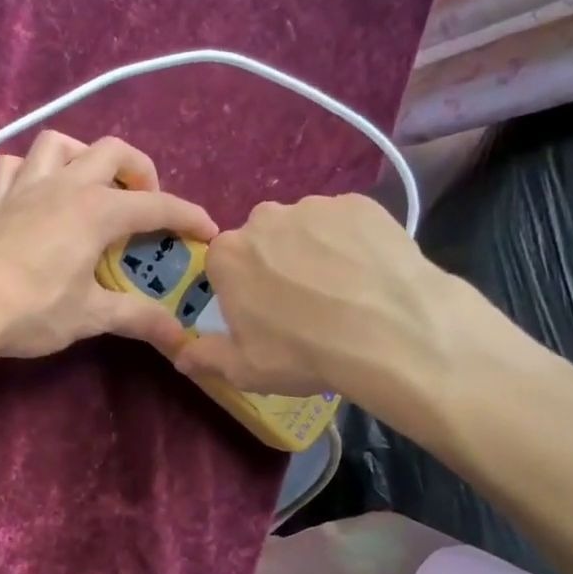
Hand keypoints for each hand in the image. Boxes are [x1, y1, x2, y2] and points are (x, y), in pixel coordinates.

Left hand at [0, 131, 217, 360]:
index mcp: (96, 211)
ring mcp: (24, 188)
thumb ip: (136, 319)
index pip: (155, 205)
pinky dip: (29, 171)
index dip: (187, 215)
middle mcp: (64, 186)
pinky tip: (35, 193)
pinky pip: (12, 167)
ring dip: (82, 156)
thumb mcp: (89, 316)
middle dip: (139, 170)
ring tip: (91, 186)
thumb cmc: (31, 308)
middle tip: (145, 202)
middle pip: (112, 152)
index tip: (208, 229)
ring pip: (59, 144)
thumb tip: (179, 336)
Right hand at [174, 194, 528, 440]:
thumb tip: (181, 356)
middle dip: (275, 265)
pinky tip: (369, 274)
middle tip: (303, 304)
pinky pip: (346, 223)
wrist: (391, 332)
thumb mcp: (245, 369)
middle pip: (263, 241)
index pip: (223, 265)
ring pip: (305, 229)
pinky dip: (352, 243)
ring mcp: (315, 206)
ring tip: (344, 291)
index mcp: (228, 255)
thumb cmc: (304, 353)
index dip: (241, 291)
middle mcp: (265, 218)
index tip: (261, 315)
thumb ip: (206, 357)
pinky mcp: (361, 204)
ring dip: (314, 252)